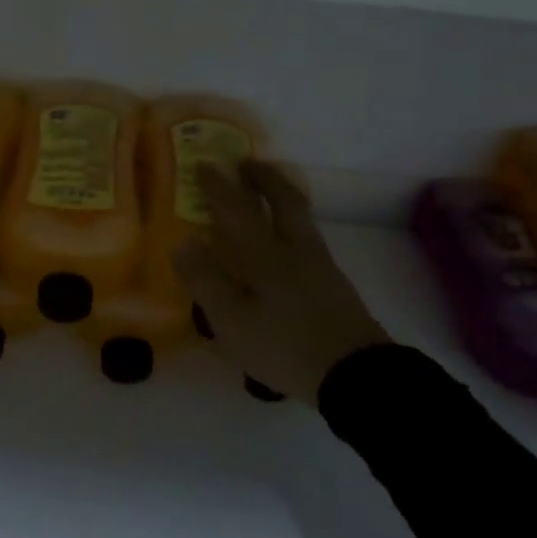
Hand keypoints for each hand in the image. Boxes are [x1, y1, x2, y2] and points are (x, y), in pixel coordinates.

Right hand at [171, 161, 389, 406]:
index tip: (204, 164)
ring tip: (267, 194)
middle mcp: (295, 249)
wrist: (354, 374)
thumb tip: (182, 242)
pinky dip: (292, 224)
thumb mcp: (231, 321)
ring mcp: (320, 265)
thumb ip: (205, 281)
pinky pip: (308, 237)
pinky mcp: (334, 284)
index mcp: (265, 254)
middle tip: (247, 164)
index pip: (237, 209)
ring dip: (282, 196)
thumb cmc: (284, 345)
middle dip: (264, 178)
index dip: (219, 186)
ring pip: (301, 218)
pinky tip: (285, 241)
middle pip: (284, 200)